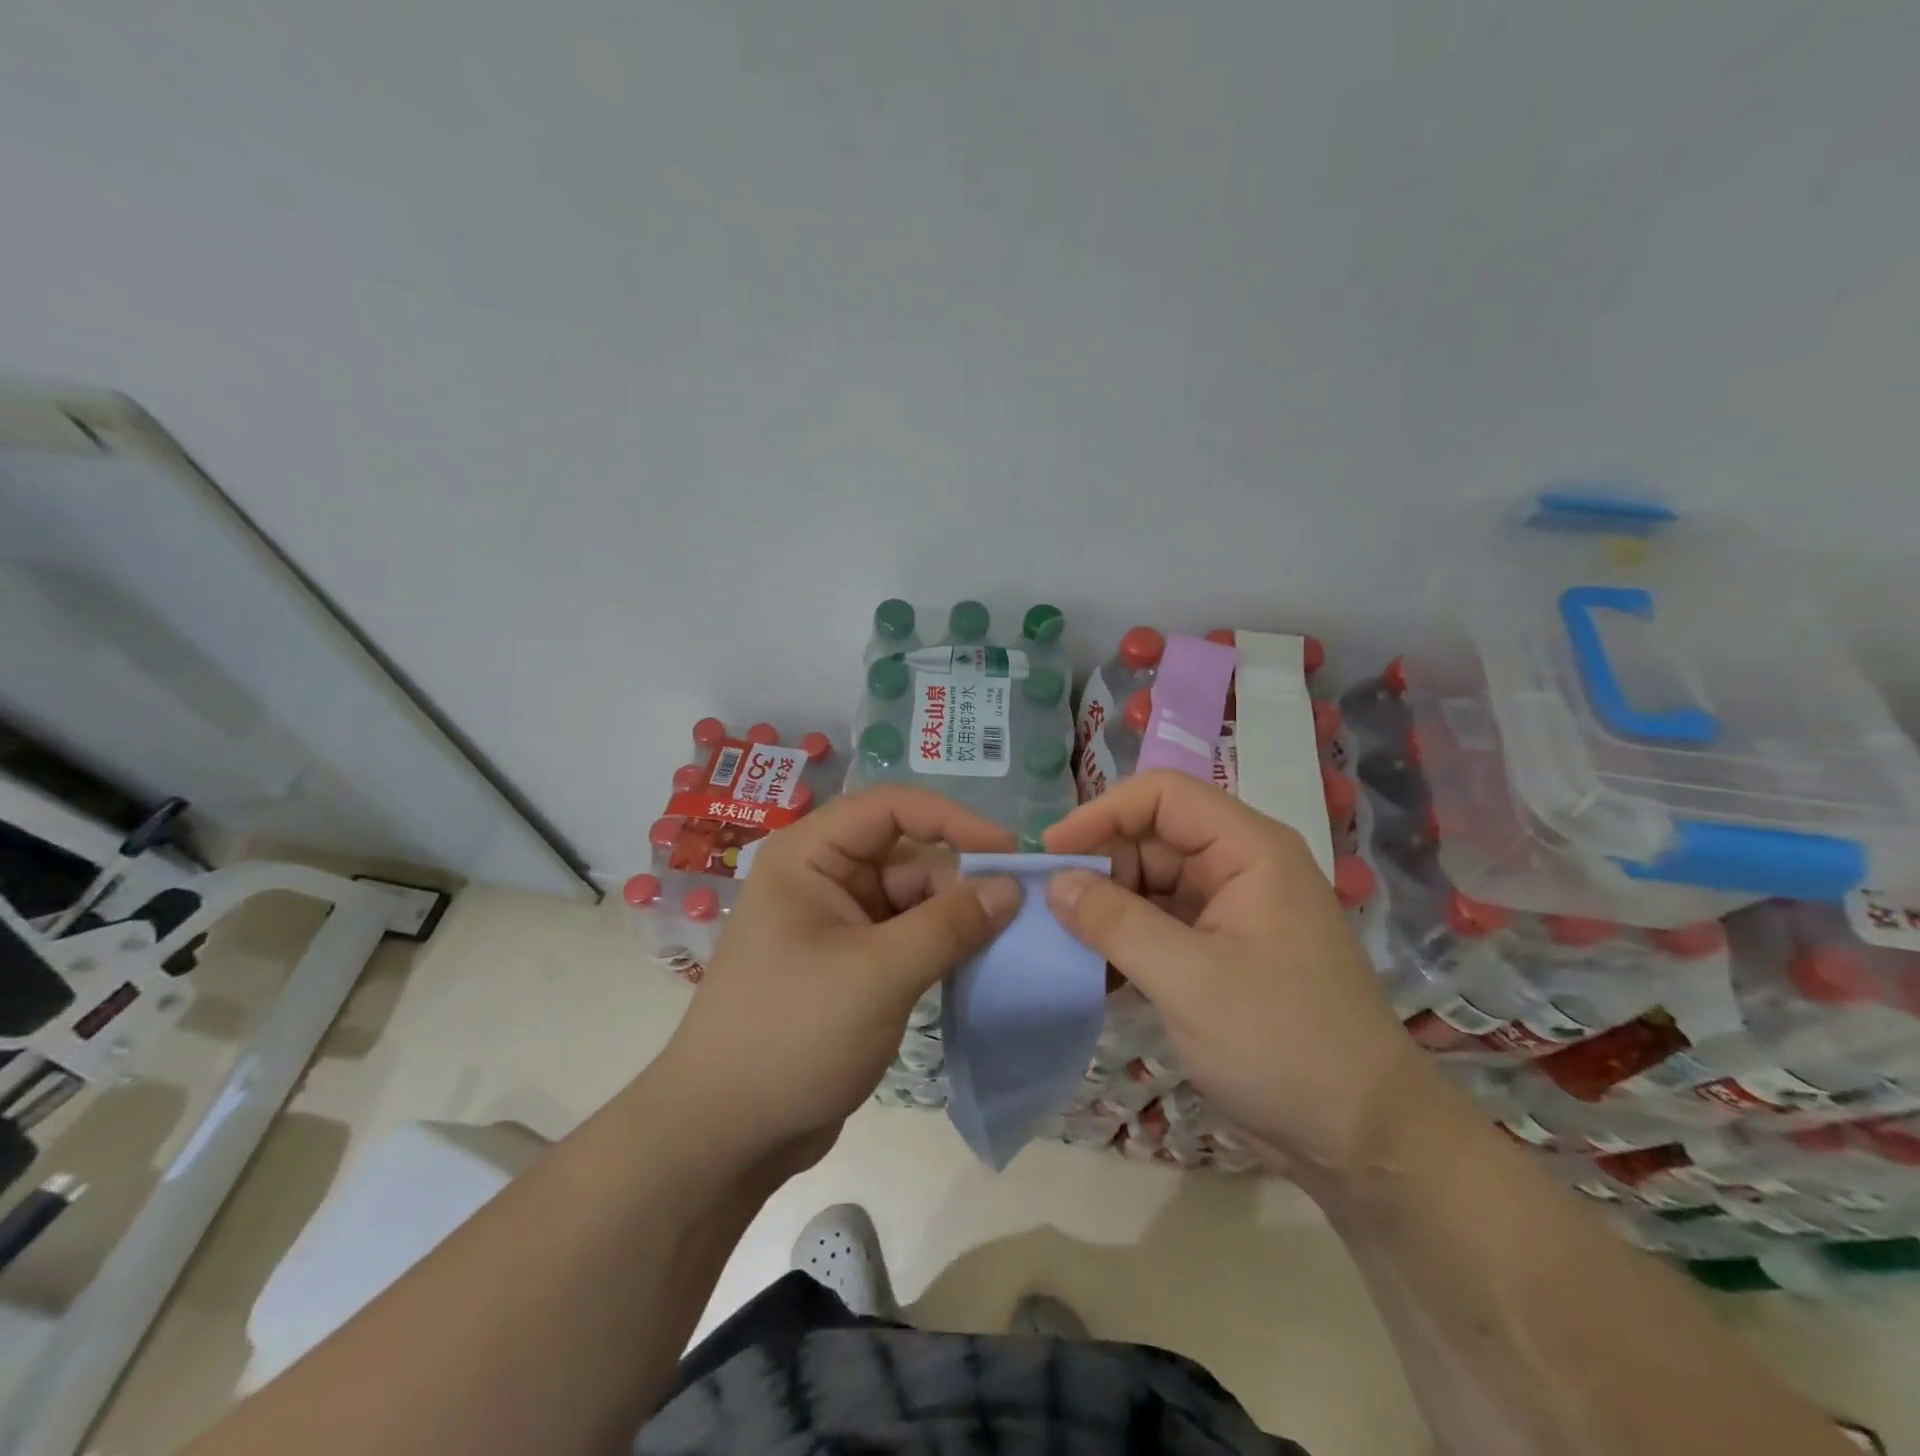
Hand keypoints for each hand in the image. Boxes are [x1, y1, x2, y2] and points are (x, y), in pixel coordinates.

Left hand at [657, 786, 1018, 1169]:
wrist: (726, 1135)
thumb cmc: (791, 1035)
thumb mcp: (878, 975)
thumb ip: (949, 925)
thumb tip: (1013, 887)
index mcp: (810, 855)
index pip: (892, 807)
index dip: (954, 819)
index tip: (1010, 853)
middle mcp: (823, 877)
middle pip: (909, 857)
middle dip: (961, 884)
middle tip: (1019, 919)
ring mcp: (837, 923)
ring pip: (914, 900)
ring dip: (957, 920)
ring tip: (1008, 946)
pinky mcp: (852, 965)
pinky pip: (908, 937)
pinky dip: (941, 948)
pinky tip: (976, 968)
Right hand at [1043, 770, 1429, 1178]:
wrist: (1364, 1141)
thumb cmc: (1283, 1044)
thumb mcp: (1188, 979)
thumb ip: (1115, 922)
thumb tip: (1055, 882)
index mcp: (1248, 849)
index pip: (1162, 795)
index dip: (1102, 813)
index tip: (1051, 854)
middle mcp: (1240, 868)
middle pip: (1152, 838)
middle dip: (1099, 868)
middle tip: (1051, 912)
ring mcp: (1231, 912)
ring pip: (1150, 884)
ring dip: (1107, 910)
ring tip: (1065, 945)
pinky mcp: (1221, 953)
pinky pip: (1159, 926)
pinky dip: (1125, 942)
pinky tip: (1095, 974)